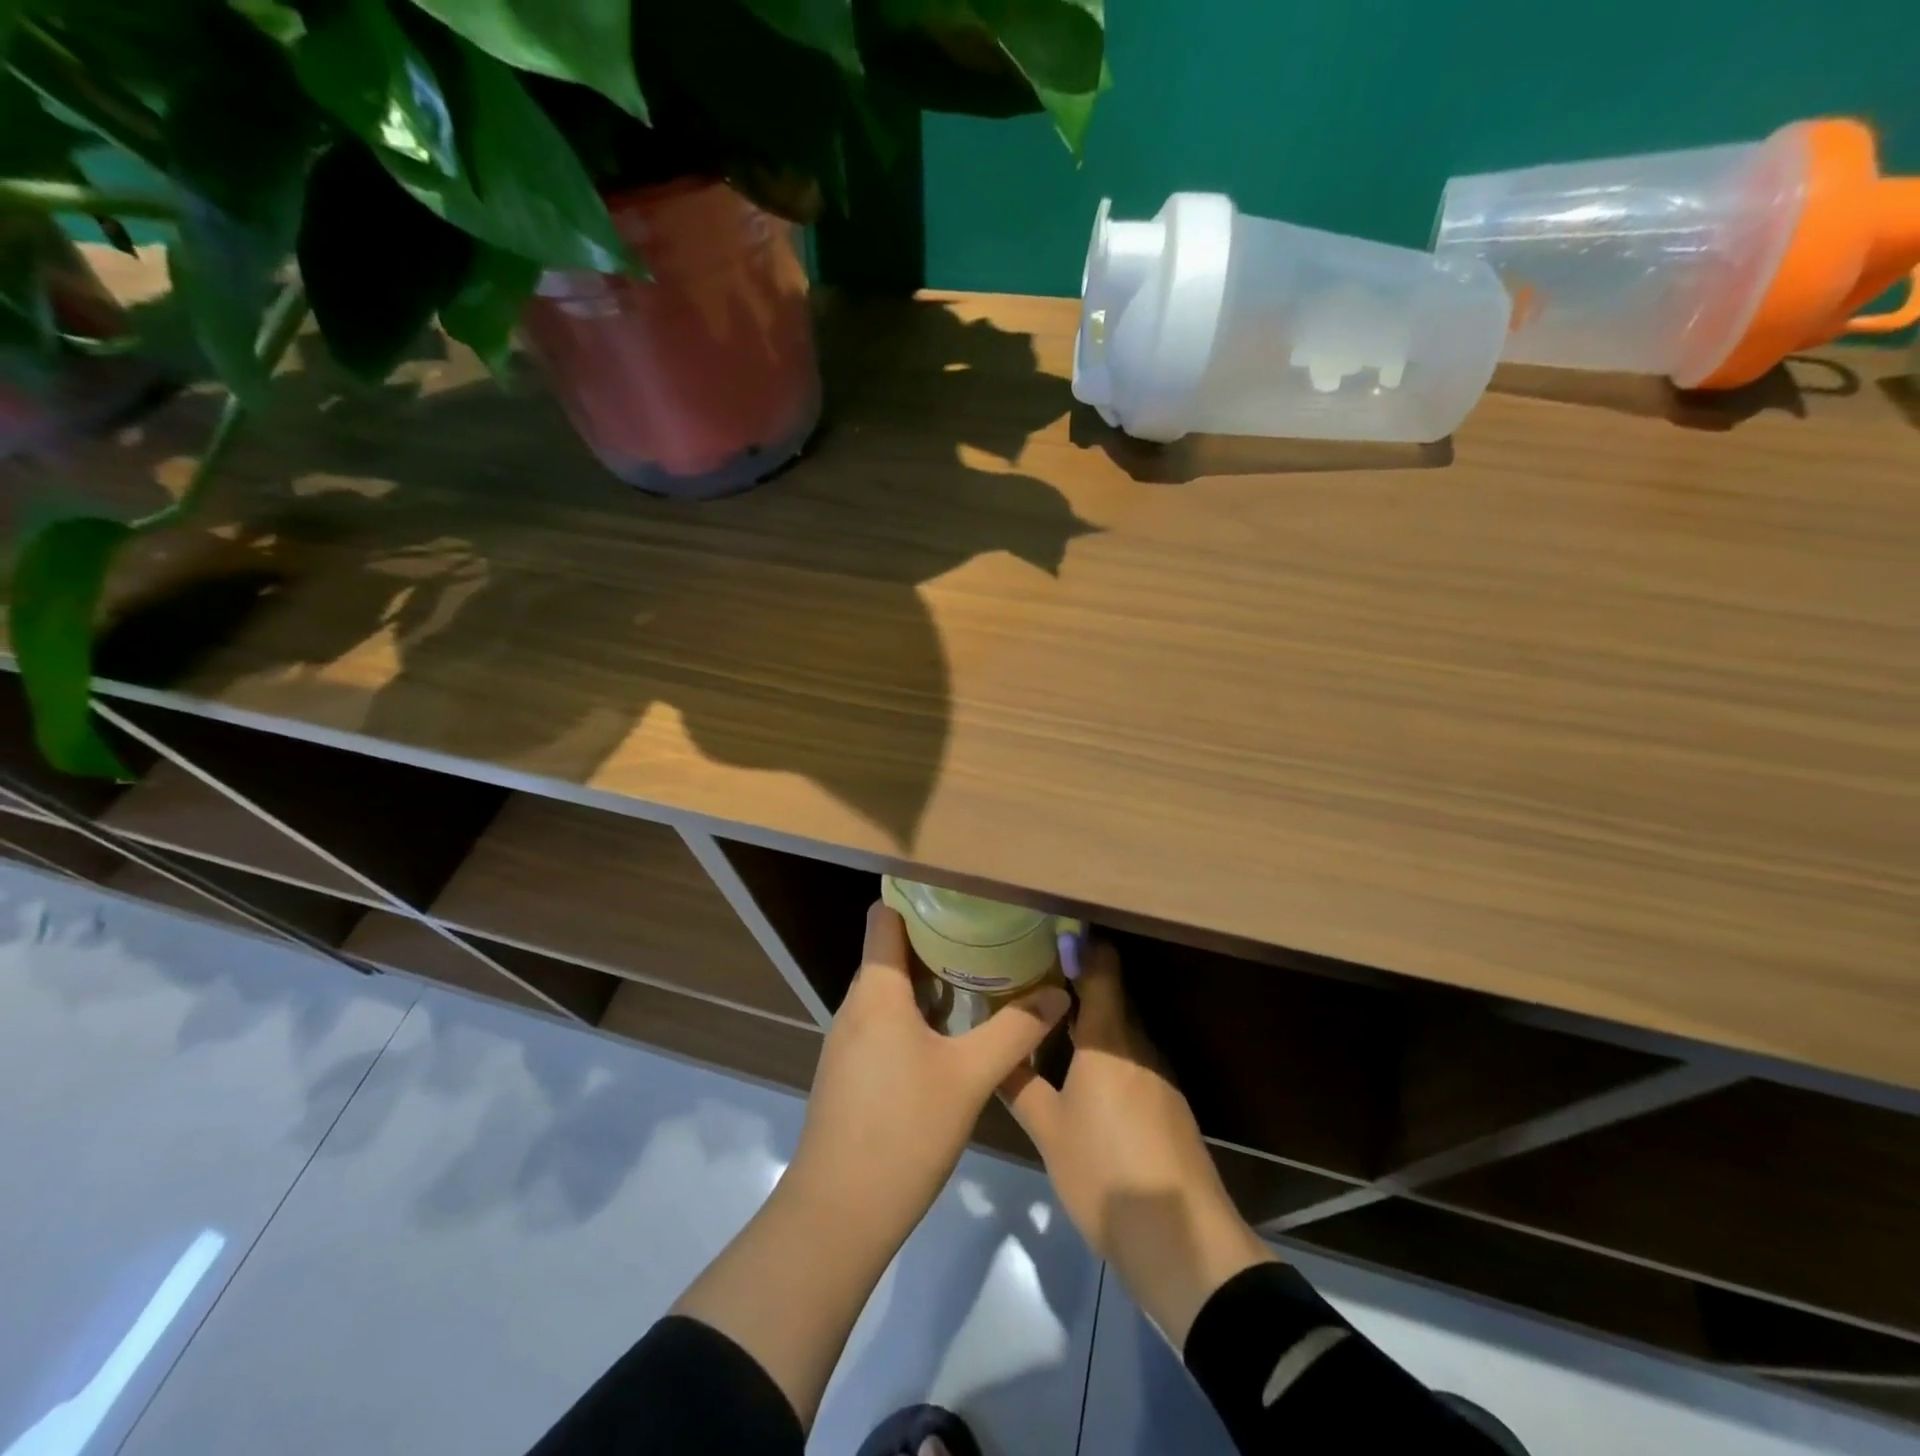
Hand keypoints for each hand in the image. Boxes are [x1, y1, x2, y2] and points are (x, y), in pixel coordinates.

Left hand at [787, 902, 1071, 1242]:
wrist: (838, 1214)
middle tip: (987, 934)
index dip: (917, 898)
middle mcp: (856, 1006)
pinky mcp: (849, 1071)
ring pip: (889, 990)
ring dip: (930, 980)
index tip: (960, 894)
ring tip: (979, 976)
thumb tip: (1058, 992)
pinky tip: (951, 1033)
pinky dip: (915, 1014)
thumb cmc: (904, 1131)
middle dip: (937, 939)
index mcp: (877, 991)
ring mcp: (848, 1040)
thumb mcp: (970, 1077)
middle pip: (891, 951)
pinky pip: (883, 1022)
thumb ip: (1015, 1030)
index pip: (885, 917)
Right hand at [1002, 940, 1275, 1347]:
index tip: (1050, 934)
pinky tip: (1083, 1074)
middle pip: (1111, 997)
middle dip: (1076, 984)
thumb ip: (1019, 1087)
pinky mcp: (1169, 1104)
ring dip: (1091, 1022)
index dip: (1080, 946)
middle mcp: (1139, 1045)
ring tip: (1050, 1022)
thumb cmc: (1105, 1173)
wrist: (1181, 1240)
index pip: (1102, 969)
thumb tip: (995, 1053)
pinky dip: (1107, 1054)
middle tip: (1033, 980)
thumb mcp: (1049, 1132)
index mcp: (1109, 1038)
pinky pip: (1132, 1060)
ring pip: (1121, 1031)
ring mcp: (1159, 1075)